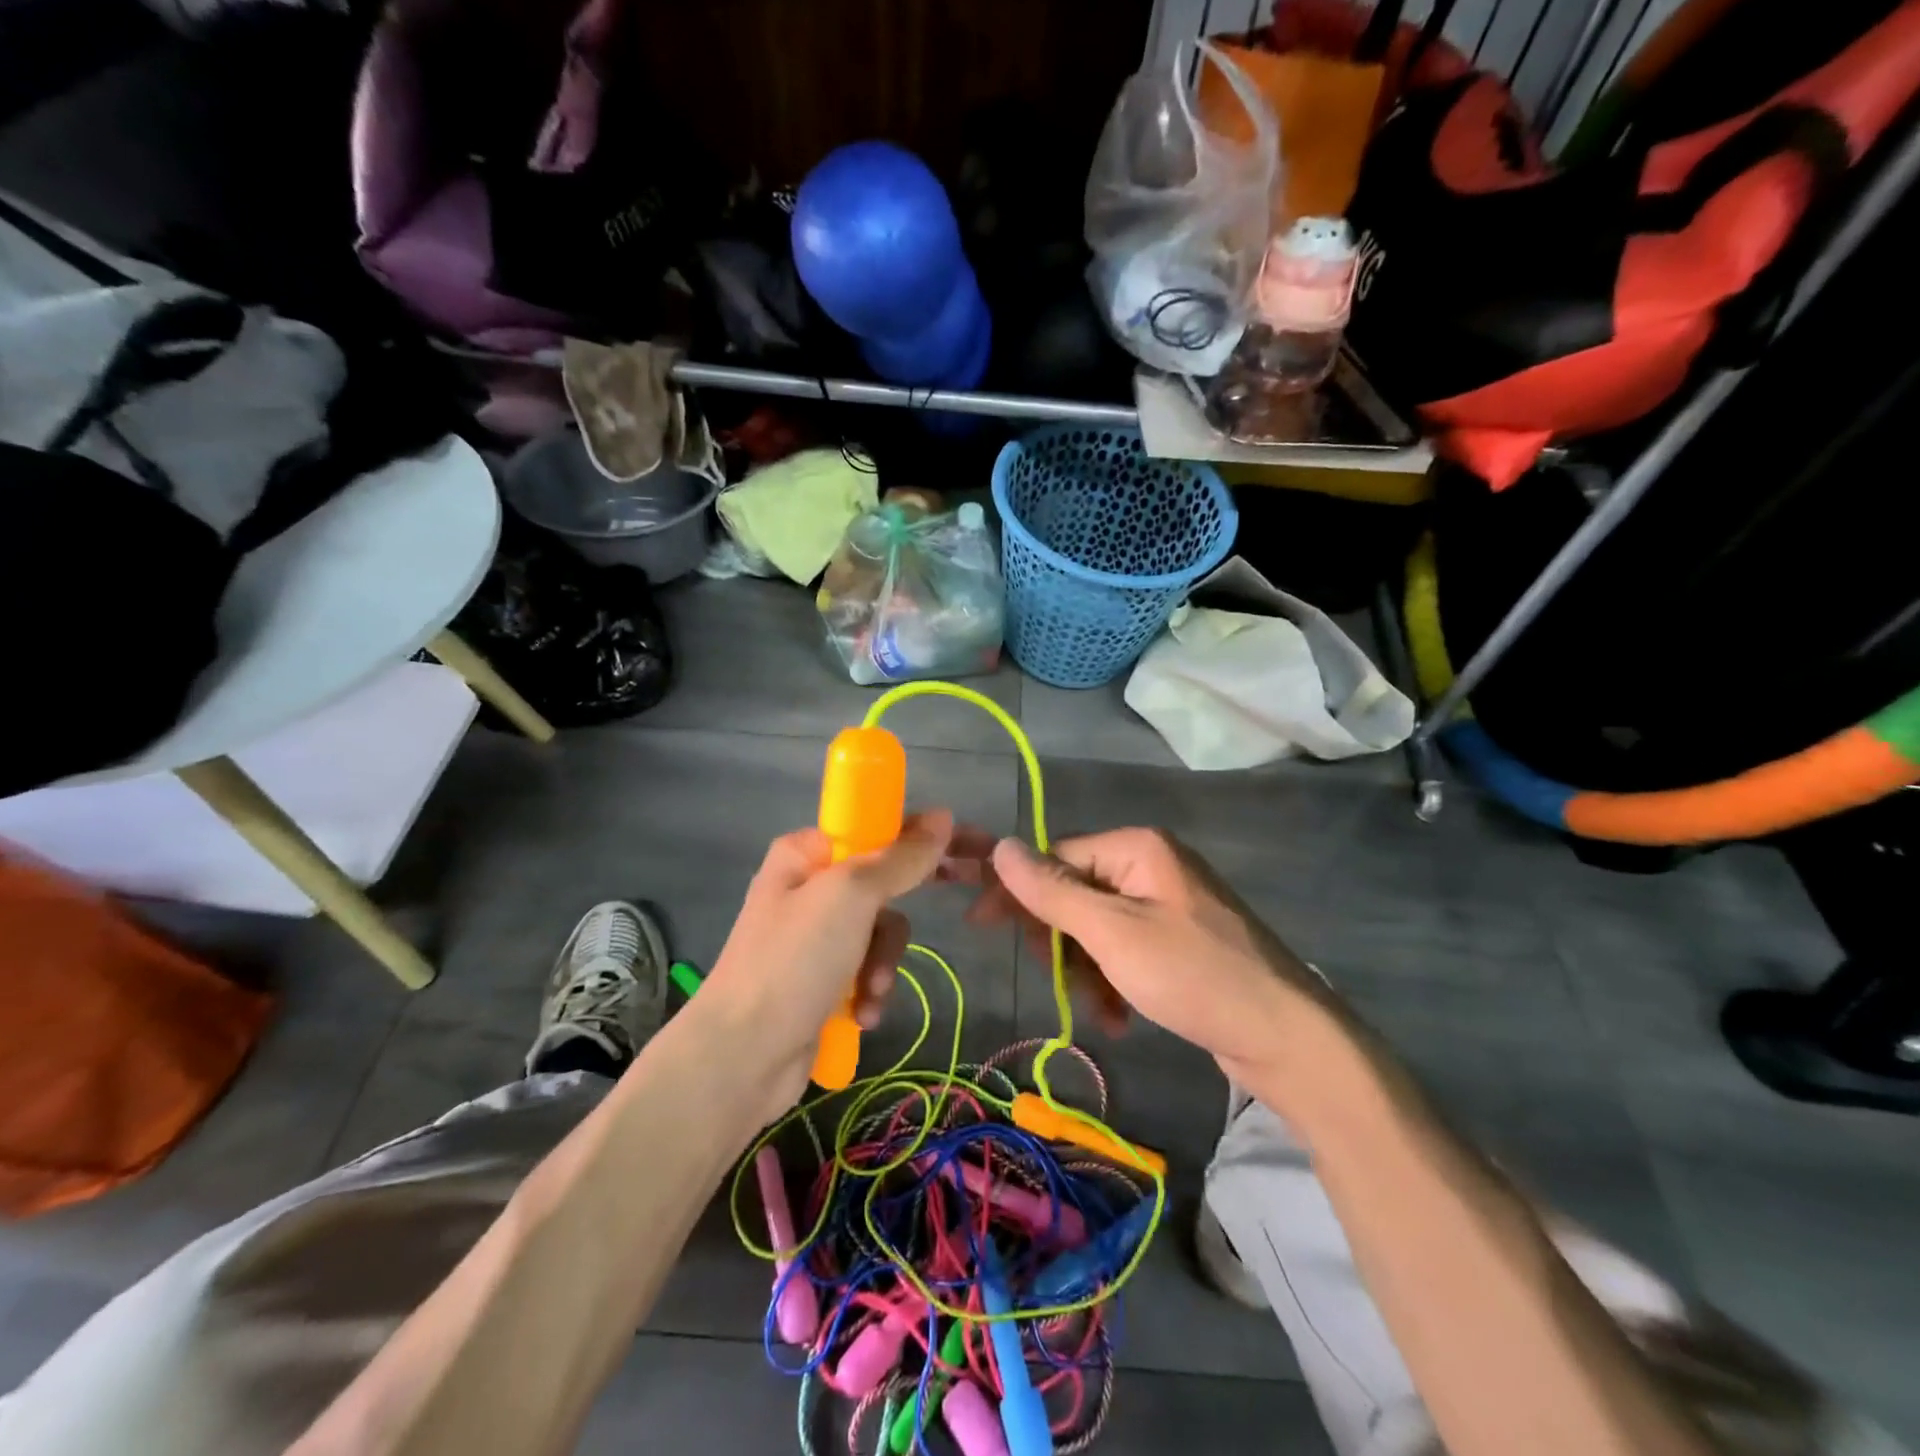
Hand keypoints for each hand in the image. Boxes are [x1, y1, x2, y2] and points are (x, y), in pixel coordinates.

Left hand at [702, 811, 953, 1115]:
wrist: (741, 1057)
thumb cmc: (795, 960)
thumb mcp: (852, 896)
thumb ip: (901, 857)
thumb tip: (944, 816)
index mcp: (806, 853)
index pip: (875, 829)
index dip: (919, 840)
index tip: (963, 855)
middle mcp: (808, 888)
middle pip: (882, 885)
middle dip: (894, 922)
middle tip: (929, 923)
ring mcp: (812, 937)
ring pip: (879, 933)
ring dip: (882, 964)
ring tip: (869, 991)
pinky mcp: (818, 980)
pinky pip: (865, 970)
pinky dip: (868, 990)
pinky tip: (860, 1014)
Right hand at [944, 826, 1333, 1088]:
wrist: (1288, 1039)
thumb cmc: (1194, 975)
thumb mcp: (1112, 933)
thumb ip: (1052, 890)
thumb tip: (999, 845)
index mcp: (1137, 848)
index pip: (1055, 857)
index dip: (1017, 892)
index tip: (980, 924)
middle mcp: (1152, 866)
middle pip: (1074, 893)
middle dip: (1060, 941)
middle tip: (1061, 981)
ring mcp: (1169, 905)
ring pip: (1096, 929)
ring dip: (1086, 971)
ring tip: (1101, 1011)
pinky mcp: (1180, 941)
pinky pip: (1125, 950)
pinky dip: (1114, 982)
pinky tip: (1119, 1018)